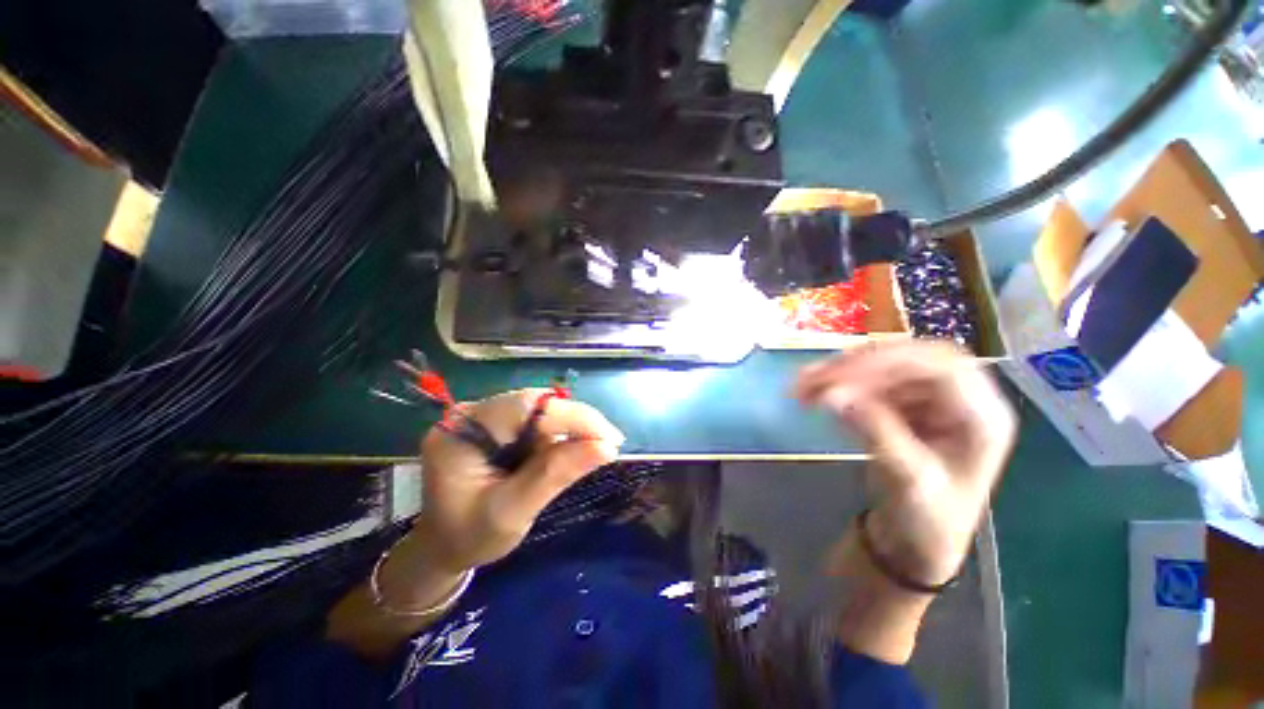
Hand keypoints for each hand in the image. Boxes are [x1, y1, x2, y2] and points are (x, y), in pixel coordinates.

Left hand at [409, 389, 624, 573]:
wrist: (442, 547)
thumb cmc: (469, 537)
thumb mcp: (511, 512)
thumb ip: (555, 475)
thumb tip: (606, 447)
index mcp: (461, 432)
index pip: (525, 406)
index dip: (572, 416)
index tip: (609, 438)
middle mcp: (472, 414)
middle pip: (536, 404)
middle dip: (576, 423)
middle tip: (609, 445)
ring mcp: (485, 417)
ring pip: (542, 411)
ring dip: (570, 431)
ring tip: (592, 453)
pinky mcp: (497, 425)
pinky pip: (537, 421)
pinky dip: (559, 437)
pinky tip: (569, 453)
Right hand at [795, 342, 1016, 586]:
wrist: (917, 541)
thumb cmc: (928, 520)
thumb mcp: (909, 481)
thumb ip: (876, 433)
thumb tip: (833, 396)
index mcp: (981, 416)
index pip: (939, 368)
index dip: (888, 364)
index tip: (839, 378)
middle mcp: (959, 398)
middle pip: (908, 359)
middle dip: (858, 364)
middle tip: (814, 376)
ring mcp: (929, 399)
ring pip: (883, 366)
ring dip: (841, 372)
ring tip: (804, 382)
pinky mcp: (902, 404)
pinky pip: (868, 381)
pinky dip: (838, 383)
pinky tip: (815, 390)